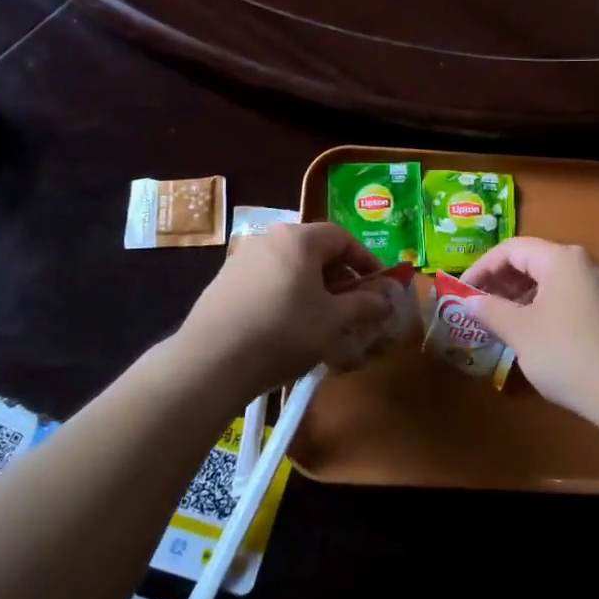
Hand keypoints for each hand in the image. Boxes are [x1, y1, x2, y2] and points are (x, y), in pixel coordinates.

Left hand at [174, 222, 389, 400]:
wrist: (212, 360)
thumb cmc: (284, 331)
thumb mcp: (333, 320)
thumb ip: (363, 305)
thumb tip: (386, 300)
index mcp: (299, 238)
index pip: (342, 238)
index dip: (365, 261)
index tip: (379, 287)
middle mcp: (269, 238)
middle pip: (314, 250)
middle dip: (338, 276)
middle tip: (353, 305)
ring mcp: (241, 259)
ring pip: (289, 267)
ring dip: (311, 288)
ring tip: (322, 319)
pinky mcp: (223, 283)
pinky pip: (266, 281)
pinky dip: (285, 296)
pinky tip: (286, 327)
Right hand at [465, 238, 598, 426]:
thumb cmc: (568, 352)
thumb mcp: (520, 331)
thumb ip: (491, 311)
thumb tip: (470, 301)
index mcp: (562, 259)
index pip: (512, 249)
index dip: (482, 267)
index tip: (463, 292)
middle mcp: (585, 265)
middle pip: (534, 262)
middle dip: (502, 283)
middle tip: (480, 308)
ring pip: (552, 283)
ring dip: (522, 299)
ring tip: (503, 325)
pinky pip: (570, 300)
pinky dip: (545, 310)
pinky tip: (536, 338)